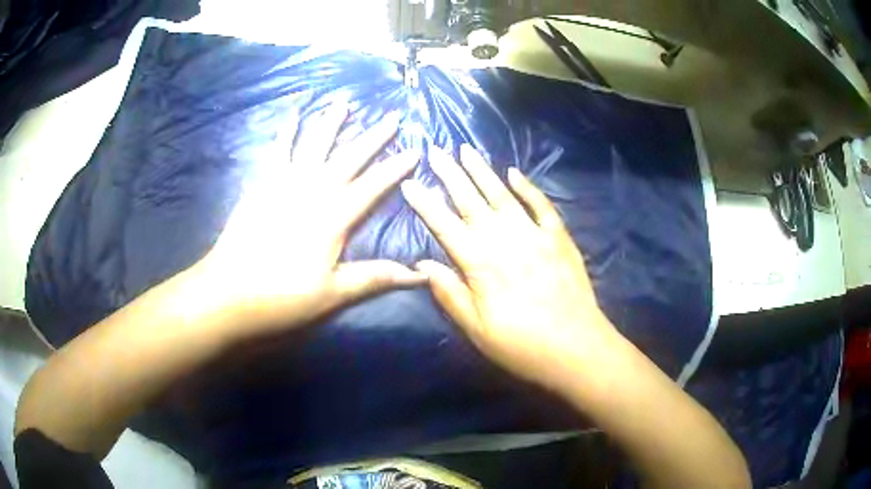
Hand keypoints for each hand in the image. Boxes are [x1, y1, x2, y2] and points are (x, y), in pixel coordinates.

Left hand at [195, 104, 423, 334]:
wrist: (229, 291)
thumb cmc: (283, 296)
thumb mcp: (333, 293)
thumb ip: (374, 277)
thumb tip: (419, 276)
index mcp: (333, 217)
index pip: (372, 186)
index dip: (395, 168)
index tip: (415, 150)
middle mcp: (312, 190)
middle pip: (348, 157)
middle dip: (373, 137)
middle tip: (392, 117)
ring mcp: (284, 183)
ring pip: (314, 145)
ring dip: (330, 123)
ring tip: (343, 102)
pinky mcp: (262, 184)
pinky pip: (277, 151)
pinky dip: (286, 132)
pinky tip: (291, 115)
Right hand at [402, 145, 617, 391]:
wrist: (576, 348)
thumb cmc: (522, 346)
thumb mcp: (477, 330)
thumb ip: (450, 294)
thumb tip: (423, 264)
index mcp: (481, 265)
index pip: (445, 226)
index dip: (425, 203)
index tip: (409, 182)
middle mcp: (505, 241)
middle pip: (471, 202)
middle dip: (450, 175)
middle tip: (435, 151)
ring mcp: (535, 235)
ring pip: (503, 196)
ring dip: (483, 171)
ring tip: (466, 150)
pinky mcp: (559, 238)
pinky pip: (542, 205)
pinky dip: (528, 187)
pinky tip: (514, 172)